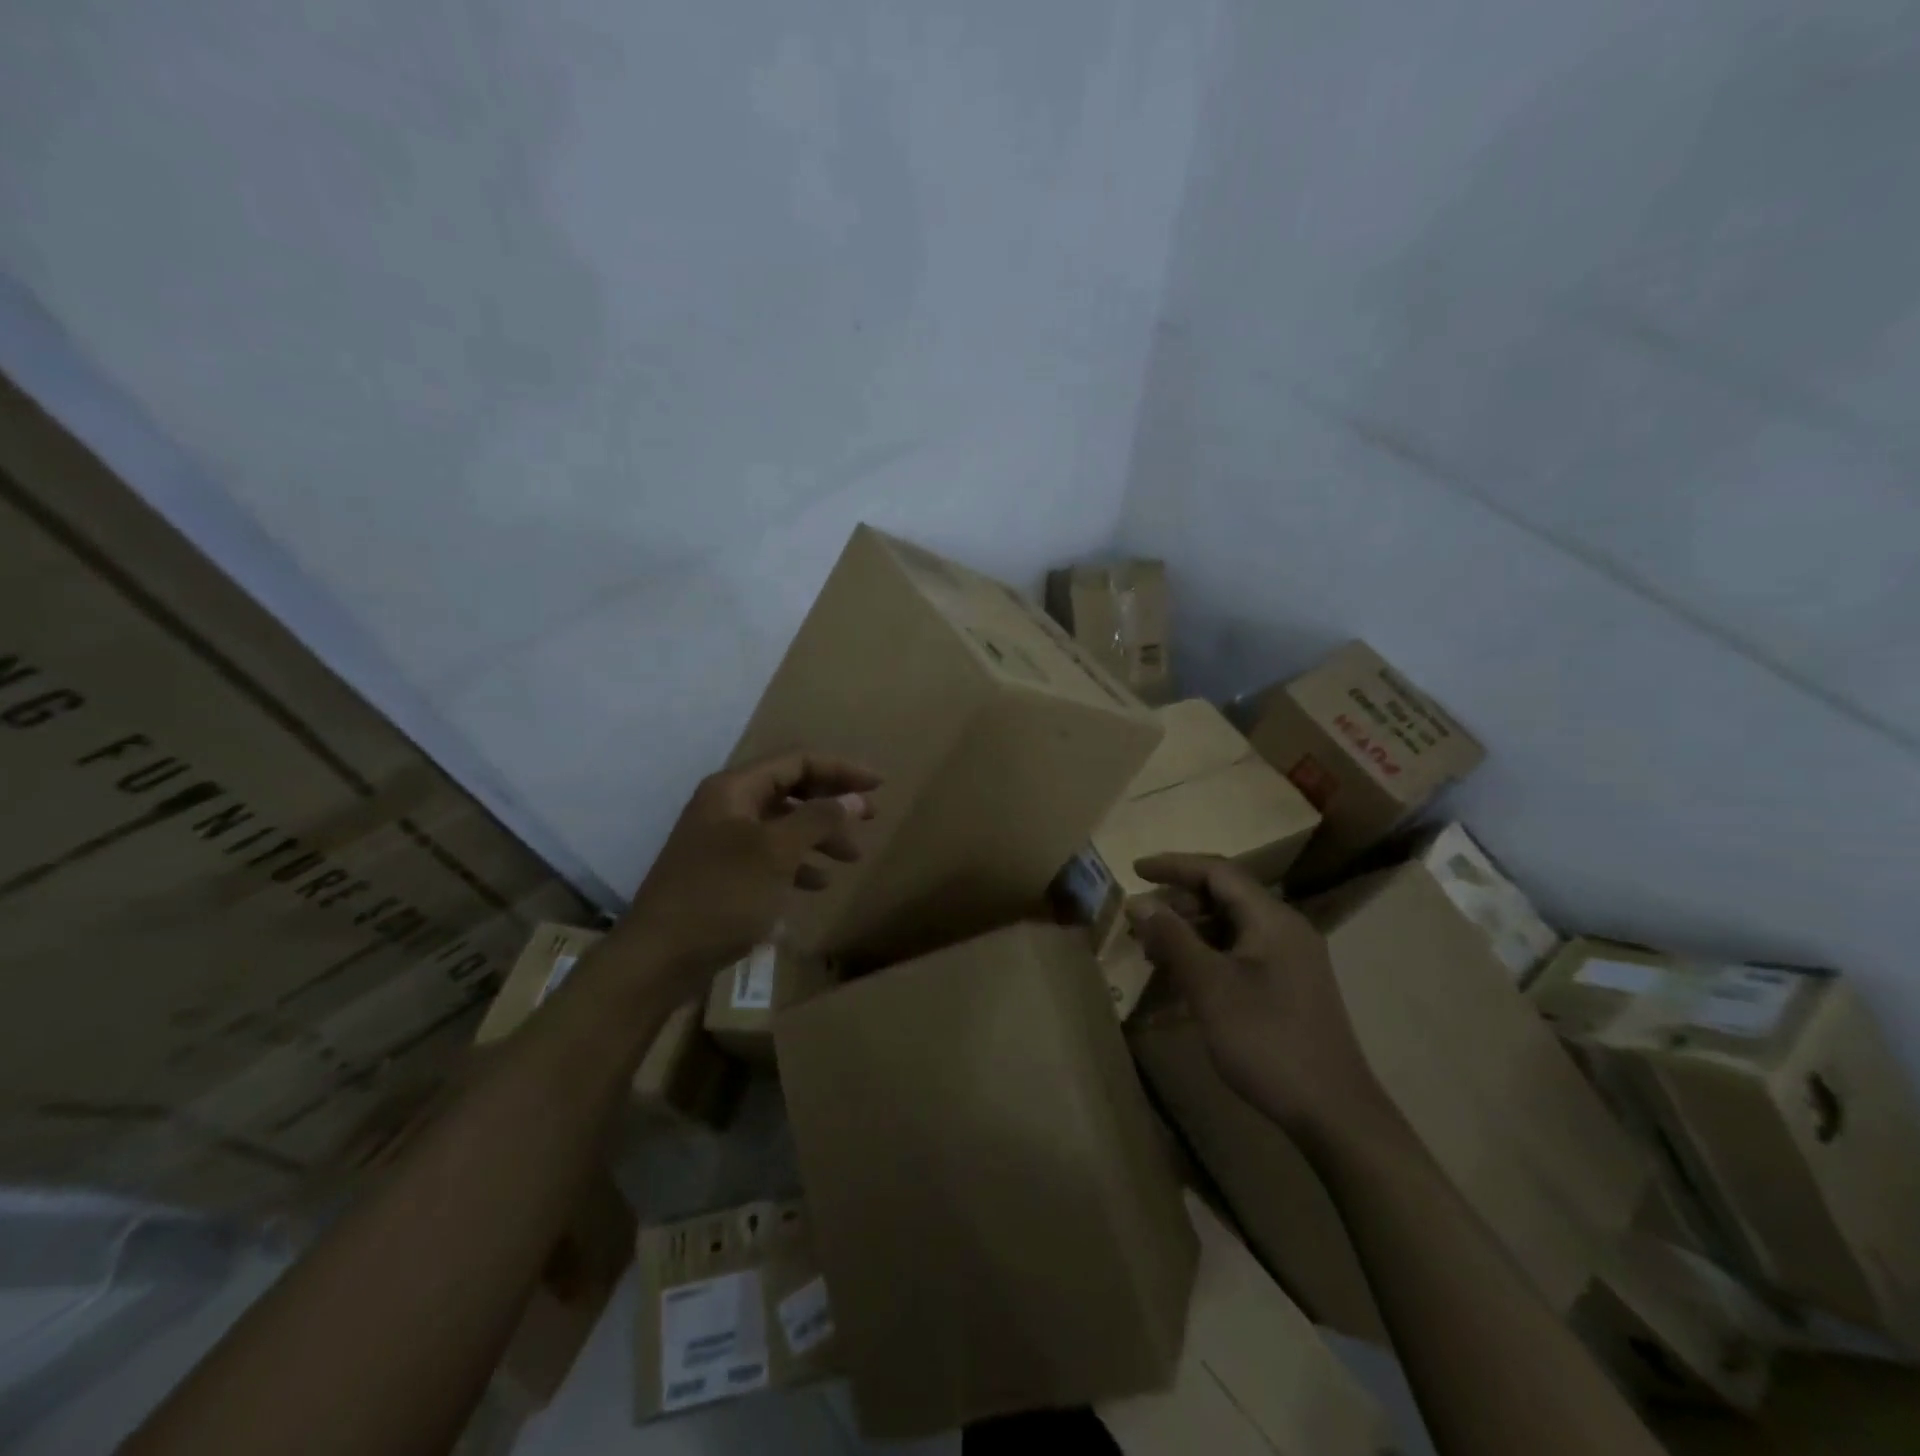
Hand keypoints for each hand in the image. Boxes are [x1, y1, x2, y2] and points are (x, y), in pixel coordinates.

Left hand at [603, 751, 880, 1001]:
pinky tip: (818, 884)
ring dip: (820, 836)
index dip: (841, 770)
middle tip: (870, 819)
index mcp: (734, 789)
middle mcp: (727, 806)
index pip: (797, 762)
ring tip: (851, 858)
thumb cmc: (721, 895)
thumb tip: (855, 797)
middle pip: (791, 790)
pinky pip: (770, 856)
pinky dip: (798, 864)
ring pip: (783, 825)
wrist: (658, 958)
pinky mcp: (722, 873)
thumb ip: (819, 819)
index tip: (878, 786)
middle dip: (832, 803)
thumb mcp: (776, 852)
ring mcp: (722, 841)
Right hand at [1128, 854, 1391, 1142]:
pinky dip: (1208, 954)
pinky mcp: (1289, 986)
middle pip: (1224, 896)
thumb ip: (1173, 938)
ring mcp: (1291, 959)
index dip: (1174, 865)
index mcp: (1272, 919)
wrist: (1333, 1113)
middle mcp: (1285, 929)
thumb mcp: (1210, 986)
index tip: (1134, 871)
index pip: (1217, 871)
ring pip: (1231, 926)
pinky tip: (1183, 976)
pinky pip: (1240, 952)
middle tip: (1139, 921)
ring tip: (1152, 950)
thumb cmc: (1266, 1040)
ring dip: (1190, 931)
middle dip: (1178, 902)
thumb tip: (1138, 902)